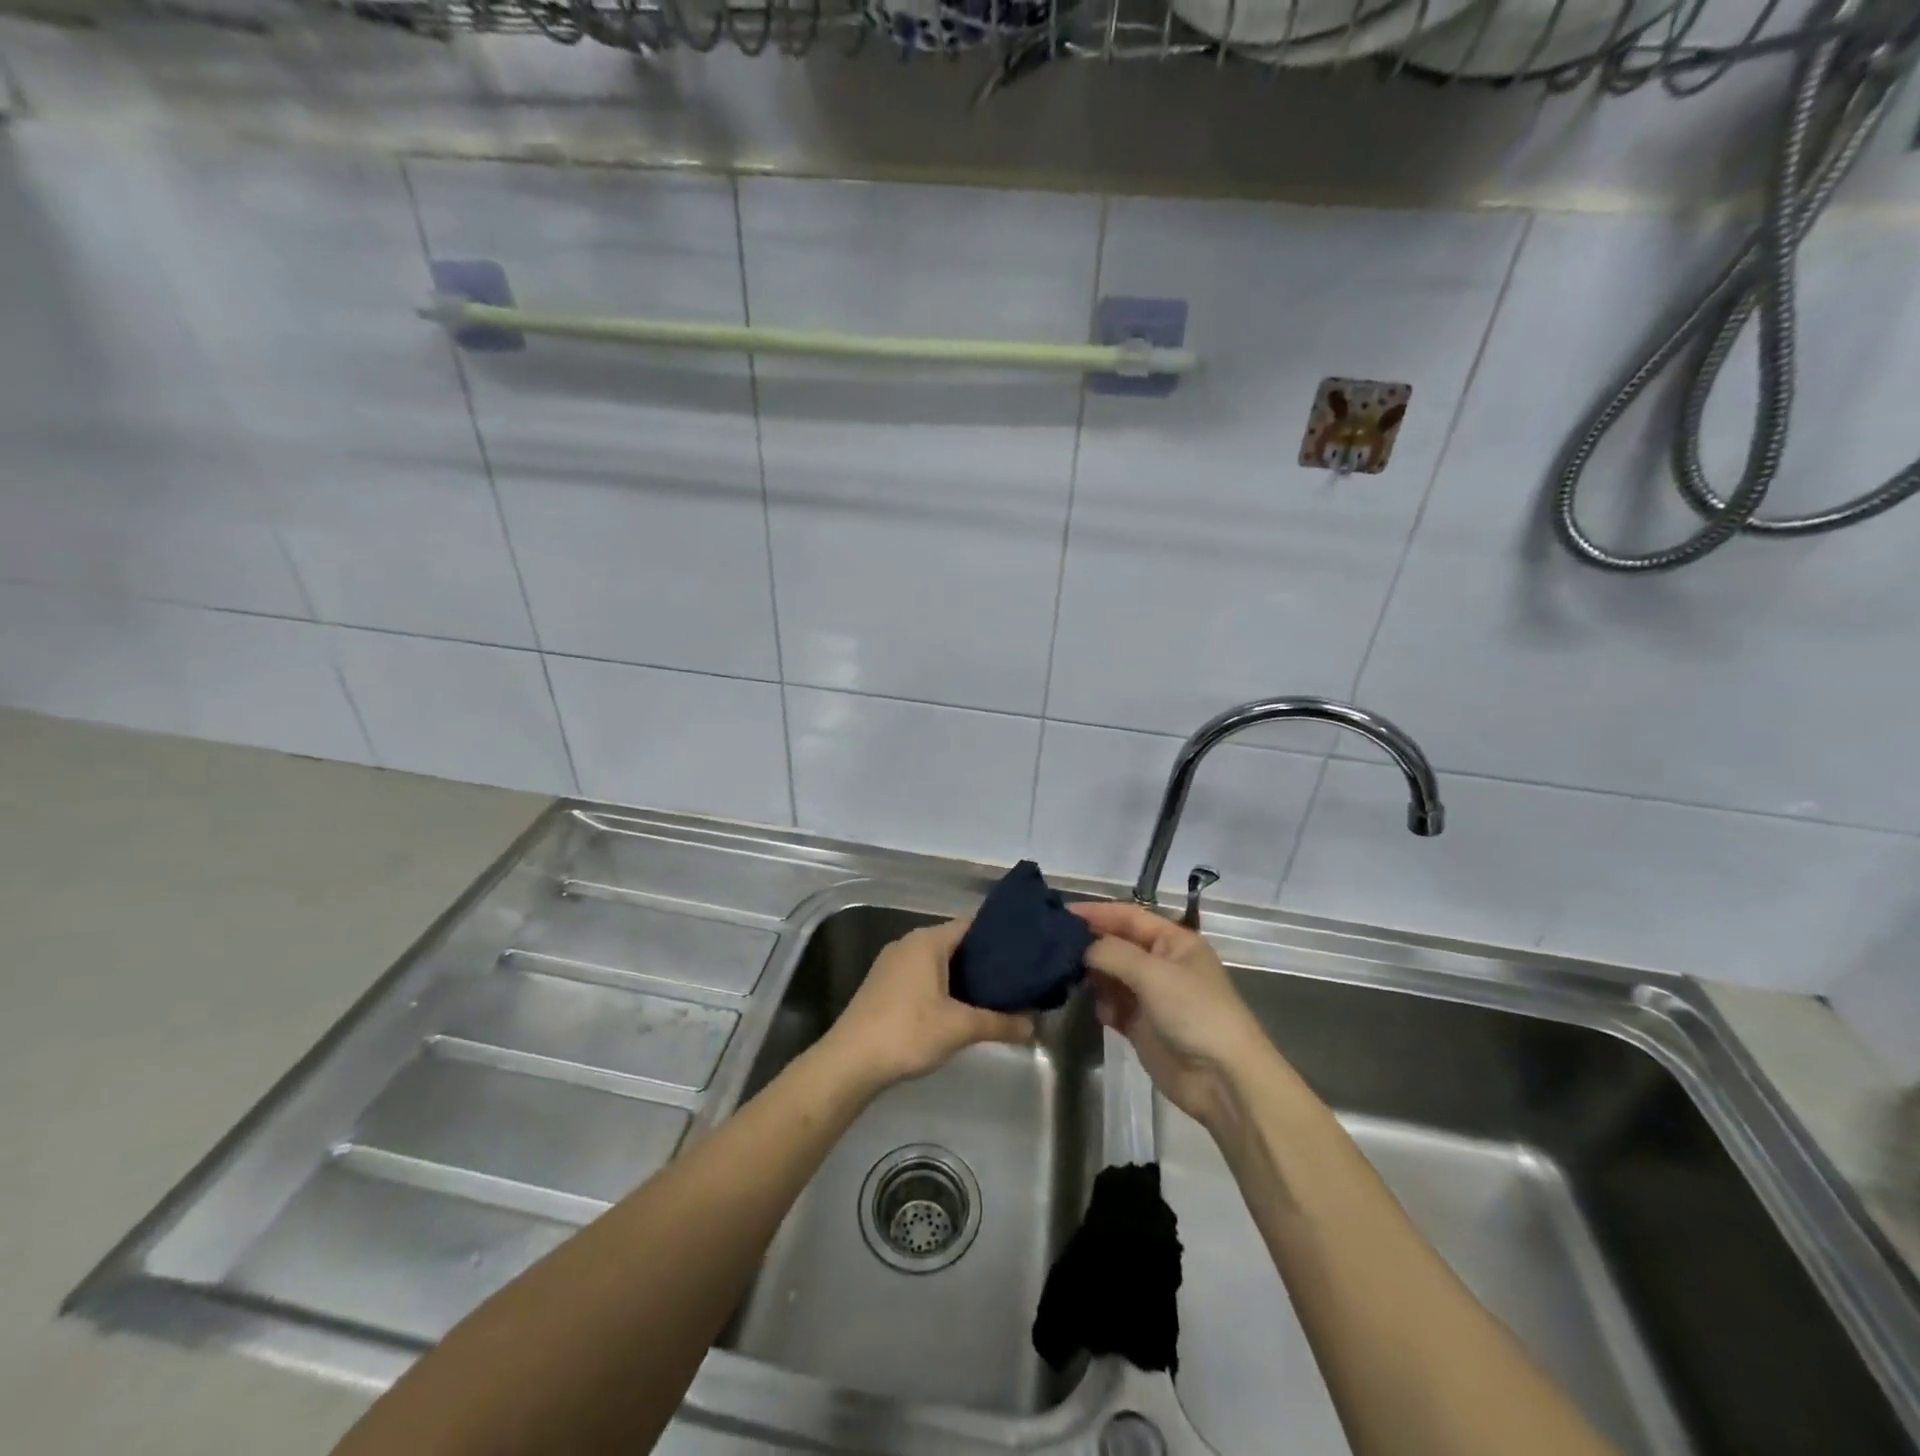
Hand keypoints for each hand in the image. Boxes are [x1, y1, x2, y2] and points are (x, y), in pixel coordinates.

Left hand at [823, 918, 1033, 1091]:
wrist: (850, 1061)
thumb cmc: (908, 1032)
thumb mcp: (960, 1028)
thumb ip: (999, 1023)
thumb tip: (1033, 1026)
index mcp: (927, 941)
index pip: (971, 925)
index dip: (998, 937)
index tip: (1023, 953)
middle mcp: (908, 943)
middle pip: (955, 943)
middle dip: (983, 961)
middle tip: (1015, 979)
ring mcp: (892, 964)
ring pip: (937, 961)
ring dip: (962, 977)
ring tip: (993, 996)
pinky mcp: (883, 985)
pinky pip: (922, 975)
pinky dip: (942, 986)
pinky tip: (958, 1009)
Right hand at [1072, 900, 1277, 1130]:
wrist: (1223, 1080)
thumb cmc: (1195, 1013)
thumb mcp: (1153, 973)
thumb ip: (1112, 953)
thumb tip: (1081, 948)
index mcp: (1173, 941)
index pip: (1128, 916)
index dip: (1096, 912)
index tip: (1061, 913)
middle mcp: (1161, 963)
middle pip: (1117, 944)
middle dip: (1090, 944)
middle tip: (1052, 946)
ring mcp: (1151, 996)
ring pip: (1112, 975)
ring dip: (1092, 975)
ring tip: (1064, 974)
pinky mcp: (1141, 1026)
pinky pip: (1113, 1006)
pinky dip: (1102, 1005)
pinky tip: (1094, 1008)